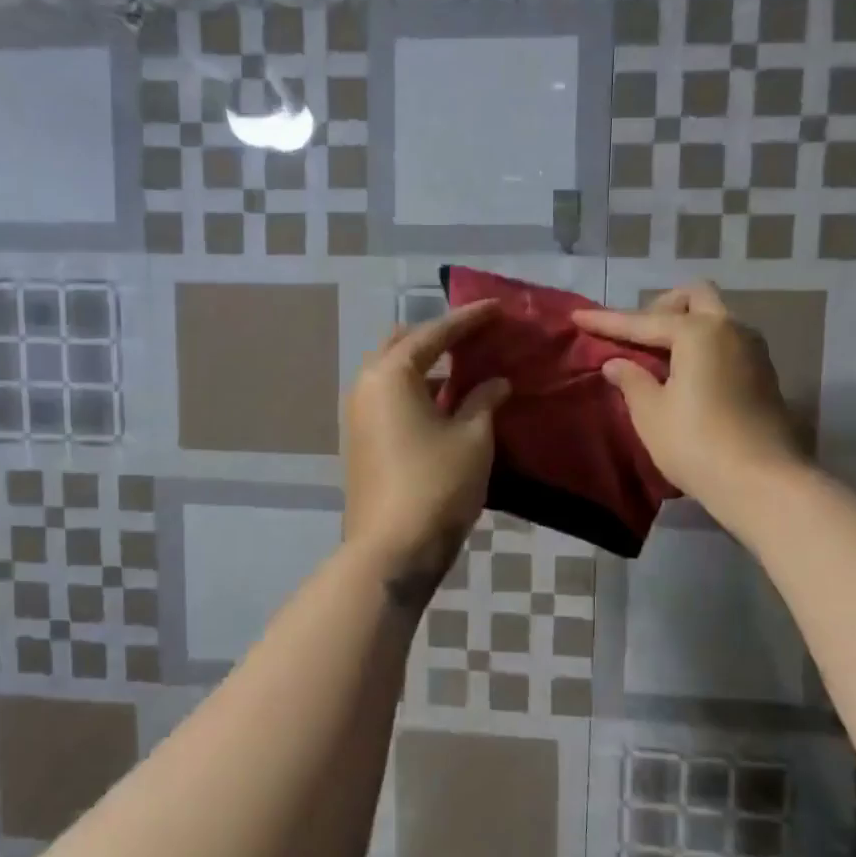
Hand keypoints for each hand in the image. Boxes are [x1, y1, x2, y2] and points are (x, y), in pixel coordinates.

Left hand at [343, 301, 509, 569]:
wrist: (392, 549)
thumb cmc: (437, 484)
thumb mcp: (472, 438)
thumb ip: (484, 400)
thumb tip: (496, 382)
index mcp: (391, 374)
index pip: (435, 334)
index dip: (469, 319)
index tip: (496, 307)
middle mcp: (366, 385)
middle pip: (403, 345)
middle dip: (438, 336)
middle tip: (473, 336)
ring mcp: (358, 414)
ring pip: (393, 373)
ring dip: (426, 366)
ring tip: (464, 367)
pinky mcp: (361, 440)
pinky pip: (390, 399)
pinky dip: (417, 391)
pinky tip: (446, 403)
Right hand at [572, 283, 802, 515]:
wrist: (763, 483)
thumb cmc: (697, 444)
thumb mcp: (651, 414)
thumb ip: (631, 381)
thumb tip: (616, 363)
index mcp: (698, 332)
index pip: (642, 321)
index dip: (607, 321)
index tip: (577, 316)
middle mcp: (731, 329)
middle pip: (694, 297)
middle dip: (661, 307)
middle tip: (637, 336)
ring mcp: (754, 351)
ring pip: (715, 319)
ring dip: (685, 326)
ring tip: (659, 357)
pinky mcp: (764, 375)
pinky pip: (726, 343)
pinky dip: (702, 347)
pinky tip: (686, 375)